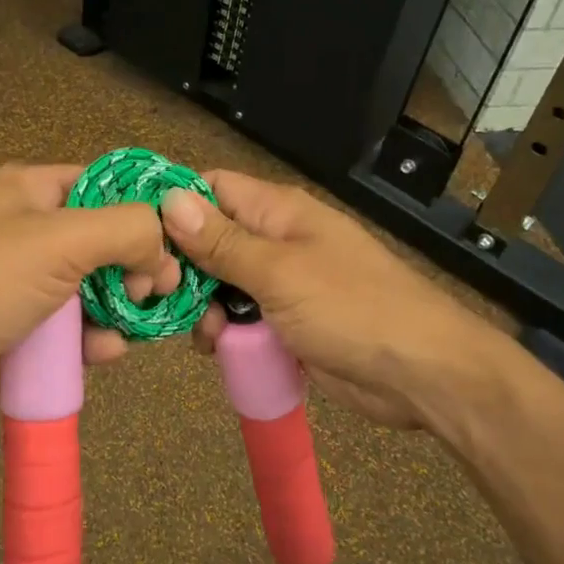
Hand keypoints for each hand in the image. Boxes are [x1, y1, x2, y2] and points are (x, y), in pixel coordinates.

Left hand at [0, 163, 179, 430]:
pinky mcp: (25, 333)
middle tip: (159, 288)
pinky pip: (76, 330)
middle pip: (104, 241)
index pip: (102, 183)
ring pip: (96, 289)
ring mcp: (26, 286)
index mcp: (29, 191)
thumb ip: (127, 229)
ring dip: (122, 306)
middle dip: (137, 264)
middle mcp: (28, 232)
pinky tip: (107, 350)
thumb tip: (164, 250)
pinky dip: (97, 339)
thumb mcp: (62, 238)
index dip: (143, 205)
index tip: (180, 235)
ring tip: (139, 320)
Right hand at [159, 169, 516, 435]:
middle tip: (163, 298)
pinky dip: (228, 332)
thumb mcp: (280, 273)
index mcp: (278, 211)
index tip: (139, 237)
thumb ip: (222, 241)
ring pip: (222, 285)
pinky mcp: (287, 323)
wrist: (424, 376)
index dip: (174, 205)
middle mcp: (276, 240)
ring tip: (208, 334)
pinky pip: (243, 318)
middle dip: (185, 268)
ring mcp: (283, 283)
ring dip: (205, 307)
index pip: (211, 188)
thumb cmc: (354, 310)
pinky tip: (222, 350)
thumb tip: (169, 199)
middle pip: (209, 240)